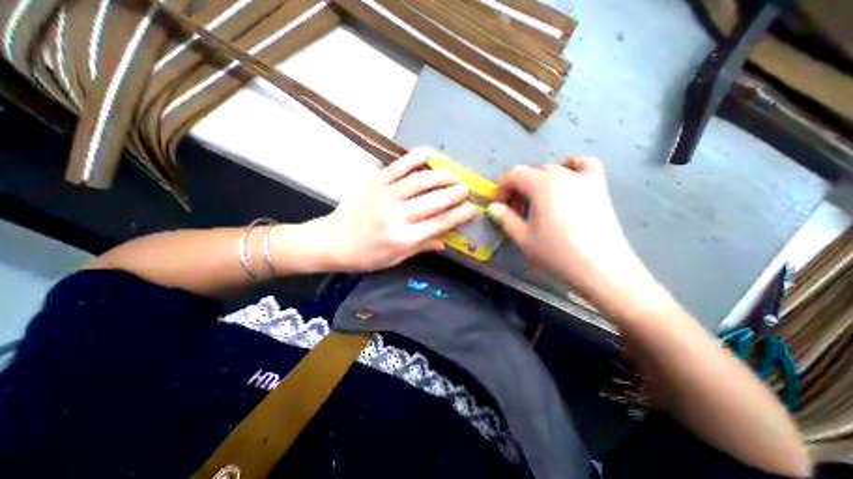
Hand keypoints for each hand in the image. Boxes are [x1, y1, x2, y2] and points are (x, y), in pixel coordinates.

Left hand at [307, 149, 478, 269]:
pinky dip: (413, 158)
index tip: (472, 208)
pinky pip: (396, 168)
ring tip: (453, 174)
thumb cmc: (364, 256)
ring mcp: (384, 197)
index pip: (439, 223)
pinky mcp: (373, 184)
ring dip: (440, 175)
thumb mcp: (394, 259)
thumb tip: (444, 242)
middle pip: (433, 201)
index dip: (459, 215)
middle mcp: (397, 216)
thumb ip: (420, 248)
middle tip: (466, 188)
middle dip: (454, 193)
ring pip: (419, 181)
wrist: (330, 242)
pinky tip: (428, 152)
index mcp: (403, 238)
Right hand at [487, 157, 658, 313]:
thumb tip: (493, 207)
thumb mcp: (523, 238)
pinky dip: (572, 167)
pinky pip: (585, 165)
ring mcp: (583, 179)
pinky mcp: (599, 187)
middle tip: (516, 211)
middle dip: (518, 189)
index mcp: (541, 185)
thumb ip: (505, 218)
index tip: (499, 206)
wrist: (601, 269)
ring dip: (538, 182)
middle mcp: (562, 174)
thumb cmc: (556, 253)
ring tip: (537, 202)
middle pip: (532, 171)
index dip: (502, 188)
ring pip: (553, 169)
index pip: (514, 174)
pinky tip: (567, 180)